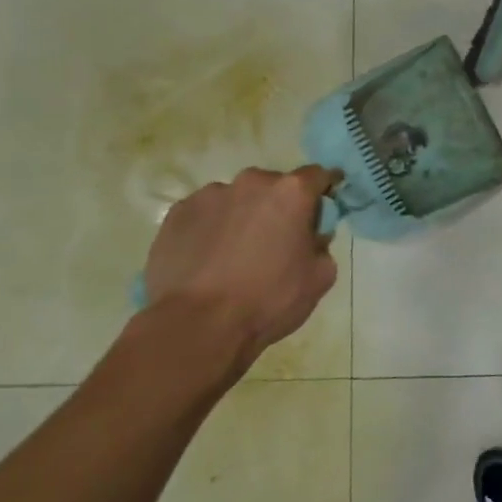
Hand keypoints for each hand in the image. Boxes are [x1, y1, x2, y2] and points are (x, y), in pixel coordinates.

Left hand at [141, 166, 340, 370]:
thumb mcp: (320, 277)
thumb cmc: (269, 299)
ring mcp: (209, 195)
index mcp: (291, 192)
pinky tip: (207, 260)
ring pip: (236, 199)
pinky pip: (204, 214)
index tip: (324, 206)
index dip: (325, 189)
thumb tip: (311, 237)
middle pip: (274, 186)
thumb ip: (322, 245)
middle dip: (279, 206)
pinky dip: (211, 229)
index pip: (318, 175)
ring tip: (235, 254)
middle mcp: (251, 182)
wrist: (197, 325)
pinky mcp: (176, 214)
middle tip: (277, 239)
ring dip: (243, 216)